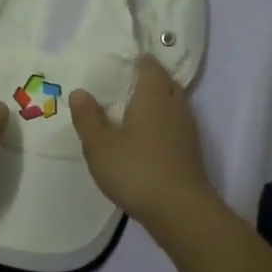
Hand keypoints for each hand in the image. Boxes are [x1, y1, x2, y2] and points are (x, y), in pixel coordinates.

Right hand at [70, 55, 219, 230]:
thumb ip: (88, 117)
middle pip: (165, 82)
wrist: (180, 211)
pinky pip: (175, 124)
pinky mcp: (191, 151)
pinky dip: (162, 123)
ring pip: (173, 104)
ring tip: (131, 111)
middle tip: (123, 85)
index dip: (137, 60)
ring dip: (156, 103)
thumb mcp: (99, 146)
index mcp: (153, 96)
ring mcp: (187, 129)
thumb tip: (80, 92)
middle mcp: (174, 106)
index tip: (120, 63)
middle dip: (148, 79)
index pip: (150, 66)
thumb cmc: (136, 171)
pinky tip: (145, 139)